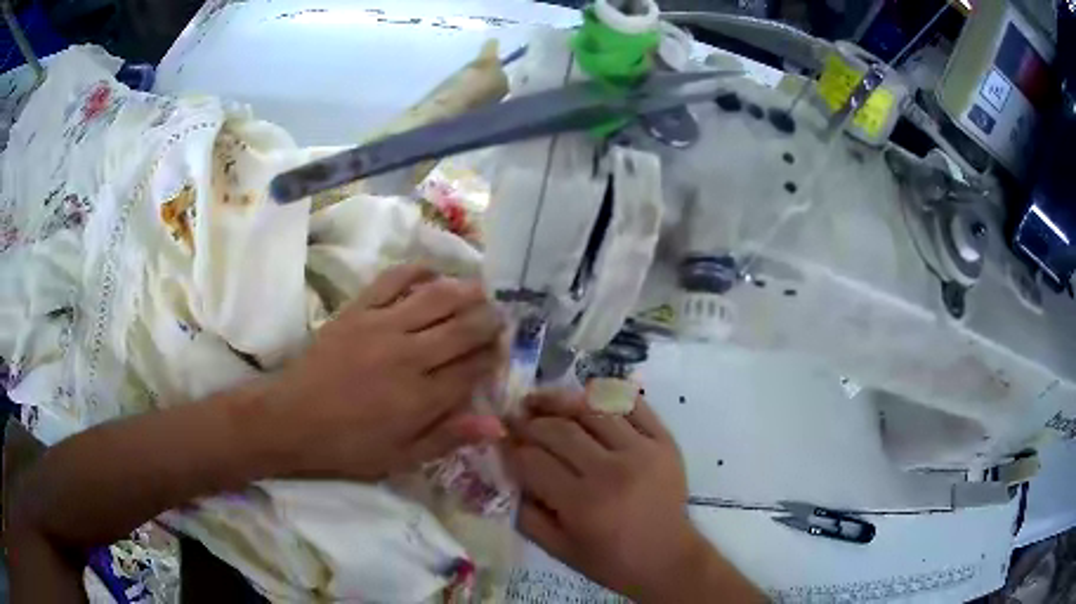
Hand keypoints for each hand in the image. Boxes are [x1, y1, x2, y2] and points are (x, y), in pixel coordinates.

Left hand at [270, 264, 507, 480]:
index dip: (494, 357)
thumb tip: (498, 424)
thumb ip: (449, 438)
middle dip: (489, 320)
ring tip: (481, 291)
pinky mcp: (358, 310)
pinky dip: (417, 270)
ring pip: (437, 298)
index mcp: (422, 397)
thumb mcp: (401, 458)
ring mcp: (382, 326)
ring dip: (466, 291)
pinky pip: (393, 280)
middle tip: (500, 317)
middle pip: (463, 327)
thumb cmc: (348, 446)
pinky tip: (433, 271)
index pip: (473, 368)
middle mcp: (409, 355)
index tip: (502, 352)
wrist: (291, 419)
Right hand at [506, 391, 709, 601]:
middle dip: (528, 422)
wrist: (668, 558)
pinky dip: (606, 394)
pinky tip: (584, 396)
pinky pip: (632, 405)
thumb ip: (526, 514)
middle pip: (559, 430)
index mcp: (584, 504)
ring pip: (593, 409)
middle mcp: (612, 470)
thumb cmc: (611, 561)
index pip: (534, 461)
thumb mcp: (559, 550)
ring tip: (539, 399)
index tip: (499, 441)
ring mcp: (643, 450)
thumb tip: (506, 473)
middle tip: (512, 418)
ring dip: (560, 400)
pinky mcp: (664, 441)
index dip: (511, 448)